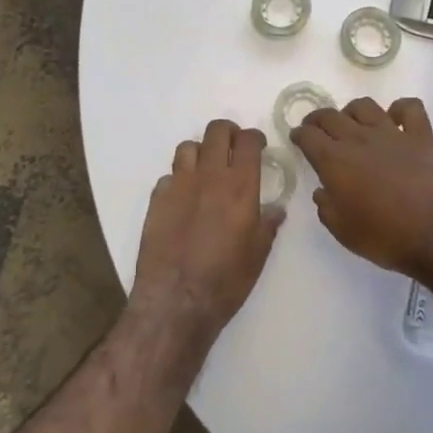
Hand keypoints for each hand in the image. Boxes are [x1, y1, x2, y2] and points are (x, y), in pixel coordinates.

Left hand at [132, 119, 282, 338]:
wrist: (176, 301)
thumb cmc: (226, 280)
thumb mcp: (258, 255)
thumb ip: (267, 225)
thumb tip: (275, 209)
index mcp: (240, 186)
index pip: (248, 141)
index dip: (255, 138)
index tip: (258, 145)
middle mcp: (209, 176)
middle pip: (216, 132)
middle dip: (228, 133)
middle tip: (233, 148)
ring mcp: (179, 185)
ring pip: (188, 147)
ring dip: (200, 152)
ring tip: (206, 169)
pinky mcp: (157, 199)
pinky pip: (169, 176)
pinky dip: (178, 180)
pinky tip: (183, 198)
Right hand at [292, 97, 432, 280]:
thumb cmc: (387, 237)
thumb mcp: (344, 232)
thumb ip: (327, 208)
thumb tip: (323, 191)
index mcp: (335, 161)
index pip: (308, 136)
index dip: (299, 135)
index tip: (297, 138)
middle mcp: (360, 139)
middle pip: (331, 116)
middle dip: (318, 120)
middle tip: (316, 129)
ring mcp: (392, 134)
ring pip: (365, 106)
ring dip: (352, 111)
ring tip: (351, 123)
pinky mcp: (421, 136)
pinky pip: (409, 108)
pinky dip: (400, 109)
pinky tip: (396, 120)